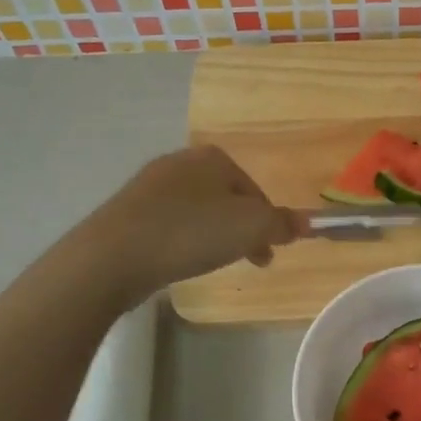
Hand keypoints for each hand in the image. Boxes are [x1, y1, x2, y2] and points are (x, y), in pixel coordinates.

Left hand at [84, 146, 302, 302]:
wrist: (113, 256)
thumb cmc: (190, 233)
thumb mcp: (251, 228)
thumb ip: (283, 224)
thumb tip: (307, 222)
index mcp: (213, 158)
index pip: (256, 191)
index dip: (268, 223)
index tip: (268, 252)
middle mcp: (181, 161)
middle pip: (227, 199)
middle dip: (241, 229)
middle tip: (247, 260)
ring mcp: (150, 185)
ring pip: (199, 211)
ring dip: (213, 235)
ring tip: (211, 262)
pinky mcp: (128, 210)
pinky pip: (170, 223)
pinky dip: (183, 239)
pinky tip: (179, 260)